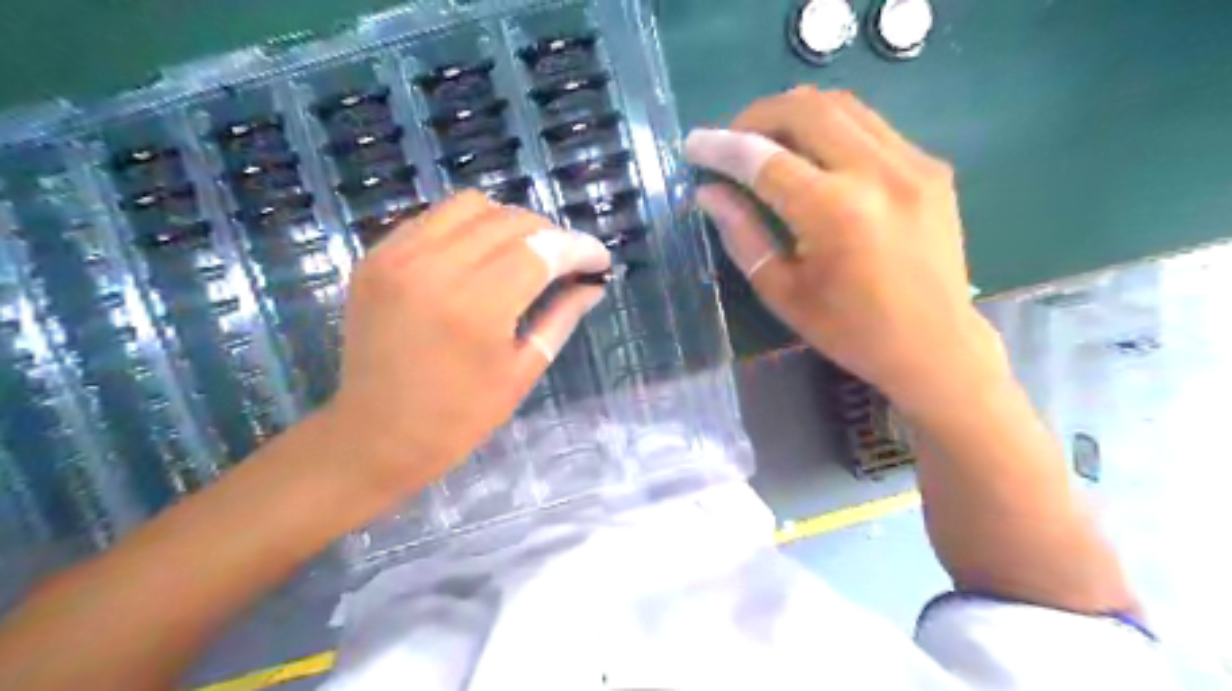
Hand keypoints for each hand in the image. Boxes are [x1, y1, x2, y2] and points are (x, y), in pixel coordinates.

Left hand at [322, 191, 610, 494]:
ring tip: (524, 254)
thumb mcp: (522, 371)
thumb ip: (561, 317)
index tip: (600, 260)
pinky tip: (480, 257)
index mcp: (477, 307)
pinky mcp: (375, 257)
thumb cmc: (459, 418)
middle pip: (510, 220)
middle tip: (567, 261)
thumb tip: (592, 284)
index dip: (579, 248)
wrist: (375, 435)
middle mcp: (434, 268)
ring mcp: (397, 256)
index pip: (542, 250)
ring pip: (471, 205)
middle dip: (550, 234)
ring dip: (509, 223)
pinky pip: (434, 218)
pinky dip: (468, 228)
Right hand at [688, 86, 1004, 410]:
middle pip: (805, 109)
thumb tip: (708, 193)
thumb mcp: (782, 291)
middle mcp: (877, 172)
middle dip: (756, 116)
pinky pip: (870, 126)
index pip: (764, 159)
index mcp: (835, 212)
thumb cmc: (849, 330)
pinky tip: (816, 160)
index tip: (693, 144)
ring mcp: (912, 163)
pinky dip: (831, 130)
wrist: (935, 345)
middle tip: (731, 141)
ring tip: (768, 142)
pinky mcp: (931, 166)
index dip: (721, 147)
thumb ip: (742, 234)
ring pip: (842, 106)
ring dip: (794, 114)